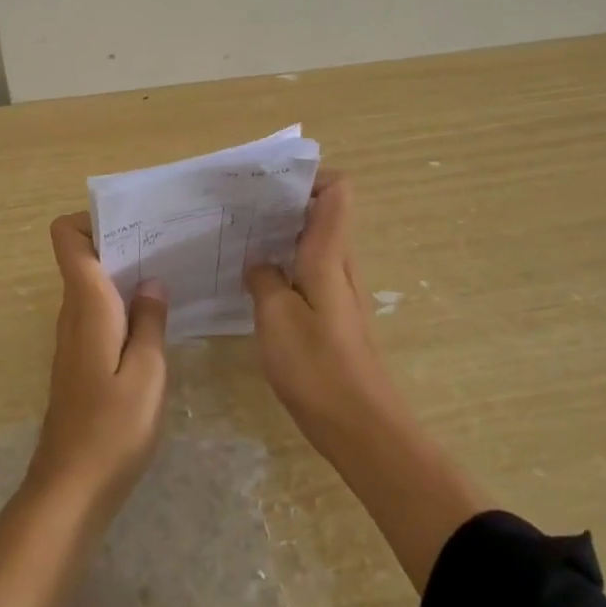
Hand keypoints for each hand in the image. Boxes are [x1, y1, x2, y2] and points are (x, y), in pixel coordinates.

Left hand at [27, 214, 168, 514]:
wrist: (70, 490)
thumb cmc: (113, 429)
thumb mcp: (148, 373)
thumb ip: (151, 322)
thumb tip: (151, 282)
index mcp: (87, 305)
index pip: (67, 238)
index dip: (92, 219)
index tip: (134, 223)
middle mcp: (73, 313)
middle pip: (84, 256)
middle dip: (121, 242)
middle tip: (167, 243)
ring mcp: (74, 338)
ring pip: (93, 285)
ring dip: (125, 273)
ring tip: (169, 273)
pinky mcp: (80, 360)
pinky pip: (98, 312)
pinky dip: (122, 303)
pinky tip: (155, 320)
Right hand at [243, 173, 400, 459]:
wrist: (363, 429)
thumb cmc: (318, 367)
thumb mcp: (276, 318)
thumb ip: (264, 280)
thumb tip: (260, 264)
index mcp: (329, 254)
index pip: (337, 191)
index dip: (310, 176)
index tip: (271, 184)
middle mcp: (340, 265)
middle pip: (323, 213)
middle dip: (286, 204)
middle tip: (243, 211)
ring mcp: (340, 292)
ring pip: (314, 244)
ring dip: (283, 236)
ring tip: (242, 241)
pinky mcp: (335, 318)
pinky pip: (311, 273)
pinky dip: (287, 267)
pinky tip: (257, 284)